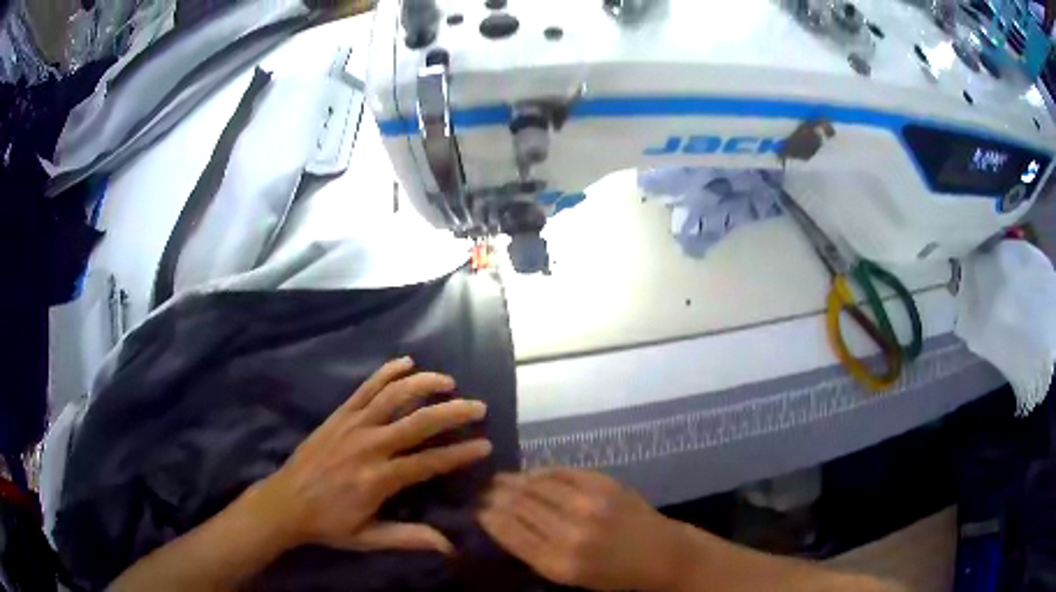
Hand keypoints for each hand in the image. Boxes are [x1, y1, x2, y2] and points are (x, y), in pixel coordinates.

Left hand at [254, 357, 491, 554]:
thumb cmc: (329, 523)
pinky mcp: (338, 415)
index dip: (460, 454)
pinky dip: (386, 373)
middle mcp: (368, 446)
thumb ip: (408, 538)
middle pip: (417, 422)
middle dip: (452, 412)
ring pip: (393, 397)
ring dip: (423, 385)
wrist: (285, 502)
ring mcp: (352, 426)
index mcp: (378, 479)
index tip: (485, 445)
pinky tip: (406, 362)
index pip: (428, 462)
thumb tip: (449, 546)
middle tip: (478, 407)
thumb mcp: (368, 538)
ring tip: (448, 382)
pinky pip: (365, 388)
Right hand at [479, 469, 682, 590]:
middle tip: (483, 492)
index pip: (508, 531)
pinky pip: (561, 472)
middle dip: (495, 496)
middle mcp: (570, 532)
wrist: (660, 554)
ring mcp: (589, 504)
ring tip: (499, 480)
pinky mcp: (604, 484)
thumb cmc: (611, 574)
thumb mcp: (567, 576)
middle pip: (518, 505)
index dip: (488, 516)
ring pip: (536, 485)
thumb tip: (500, 523)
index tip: (477, 509)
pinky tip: (530, 475)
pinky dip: (540, 472)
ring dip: (513, 480)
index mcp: (558, 562)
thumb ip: (533, 551)